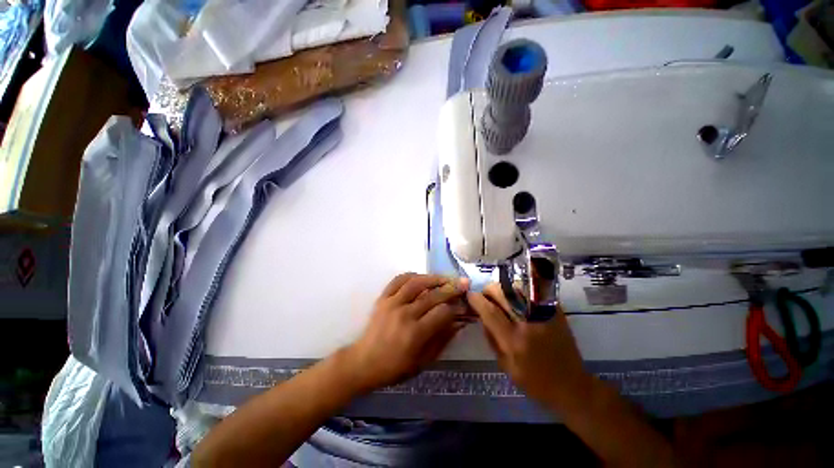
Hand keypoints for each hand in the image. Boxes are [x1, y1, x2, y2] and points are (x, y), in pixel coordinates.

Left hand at [343, 273, 469, 393]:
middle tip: (463, 283)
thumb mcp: (423, 361)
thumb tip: (459, 321)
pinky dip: (412, 275)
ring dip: (434, 278)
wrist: (364, 362)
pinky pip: (398, 280)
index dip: (456, 307)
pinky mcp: (383, 298)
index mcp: (415, 333)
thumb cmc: (395, 367)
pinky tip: (422, 277)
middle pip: (432, 295)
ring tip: (446, 277)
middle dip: (451, 288)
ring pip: (416, 283)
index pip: (442, 312)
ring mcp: (392, 303)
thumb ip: (442, 339)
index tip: (464, 305)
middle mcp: (404, 314)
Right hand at [467, 284, 589, 406]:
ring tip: (501, 299)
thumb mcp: (506, 367)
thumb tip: (482, 316)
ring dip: (503, 289)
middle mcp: (528, 324)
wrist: (573, 387)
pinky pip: (531, 291)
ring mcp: (543, 314)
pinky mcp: (554, 311)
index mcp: (514, 341)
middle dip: (488, 290)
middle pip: (502, 293)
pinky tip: (517, 299)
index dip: (476, 299)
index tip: (469, 296)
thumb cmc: (536, 383)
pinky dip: (519, 291)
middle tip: (486, 297)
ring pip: (516, 287)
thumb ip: (492, 339)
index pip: (490, 311)